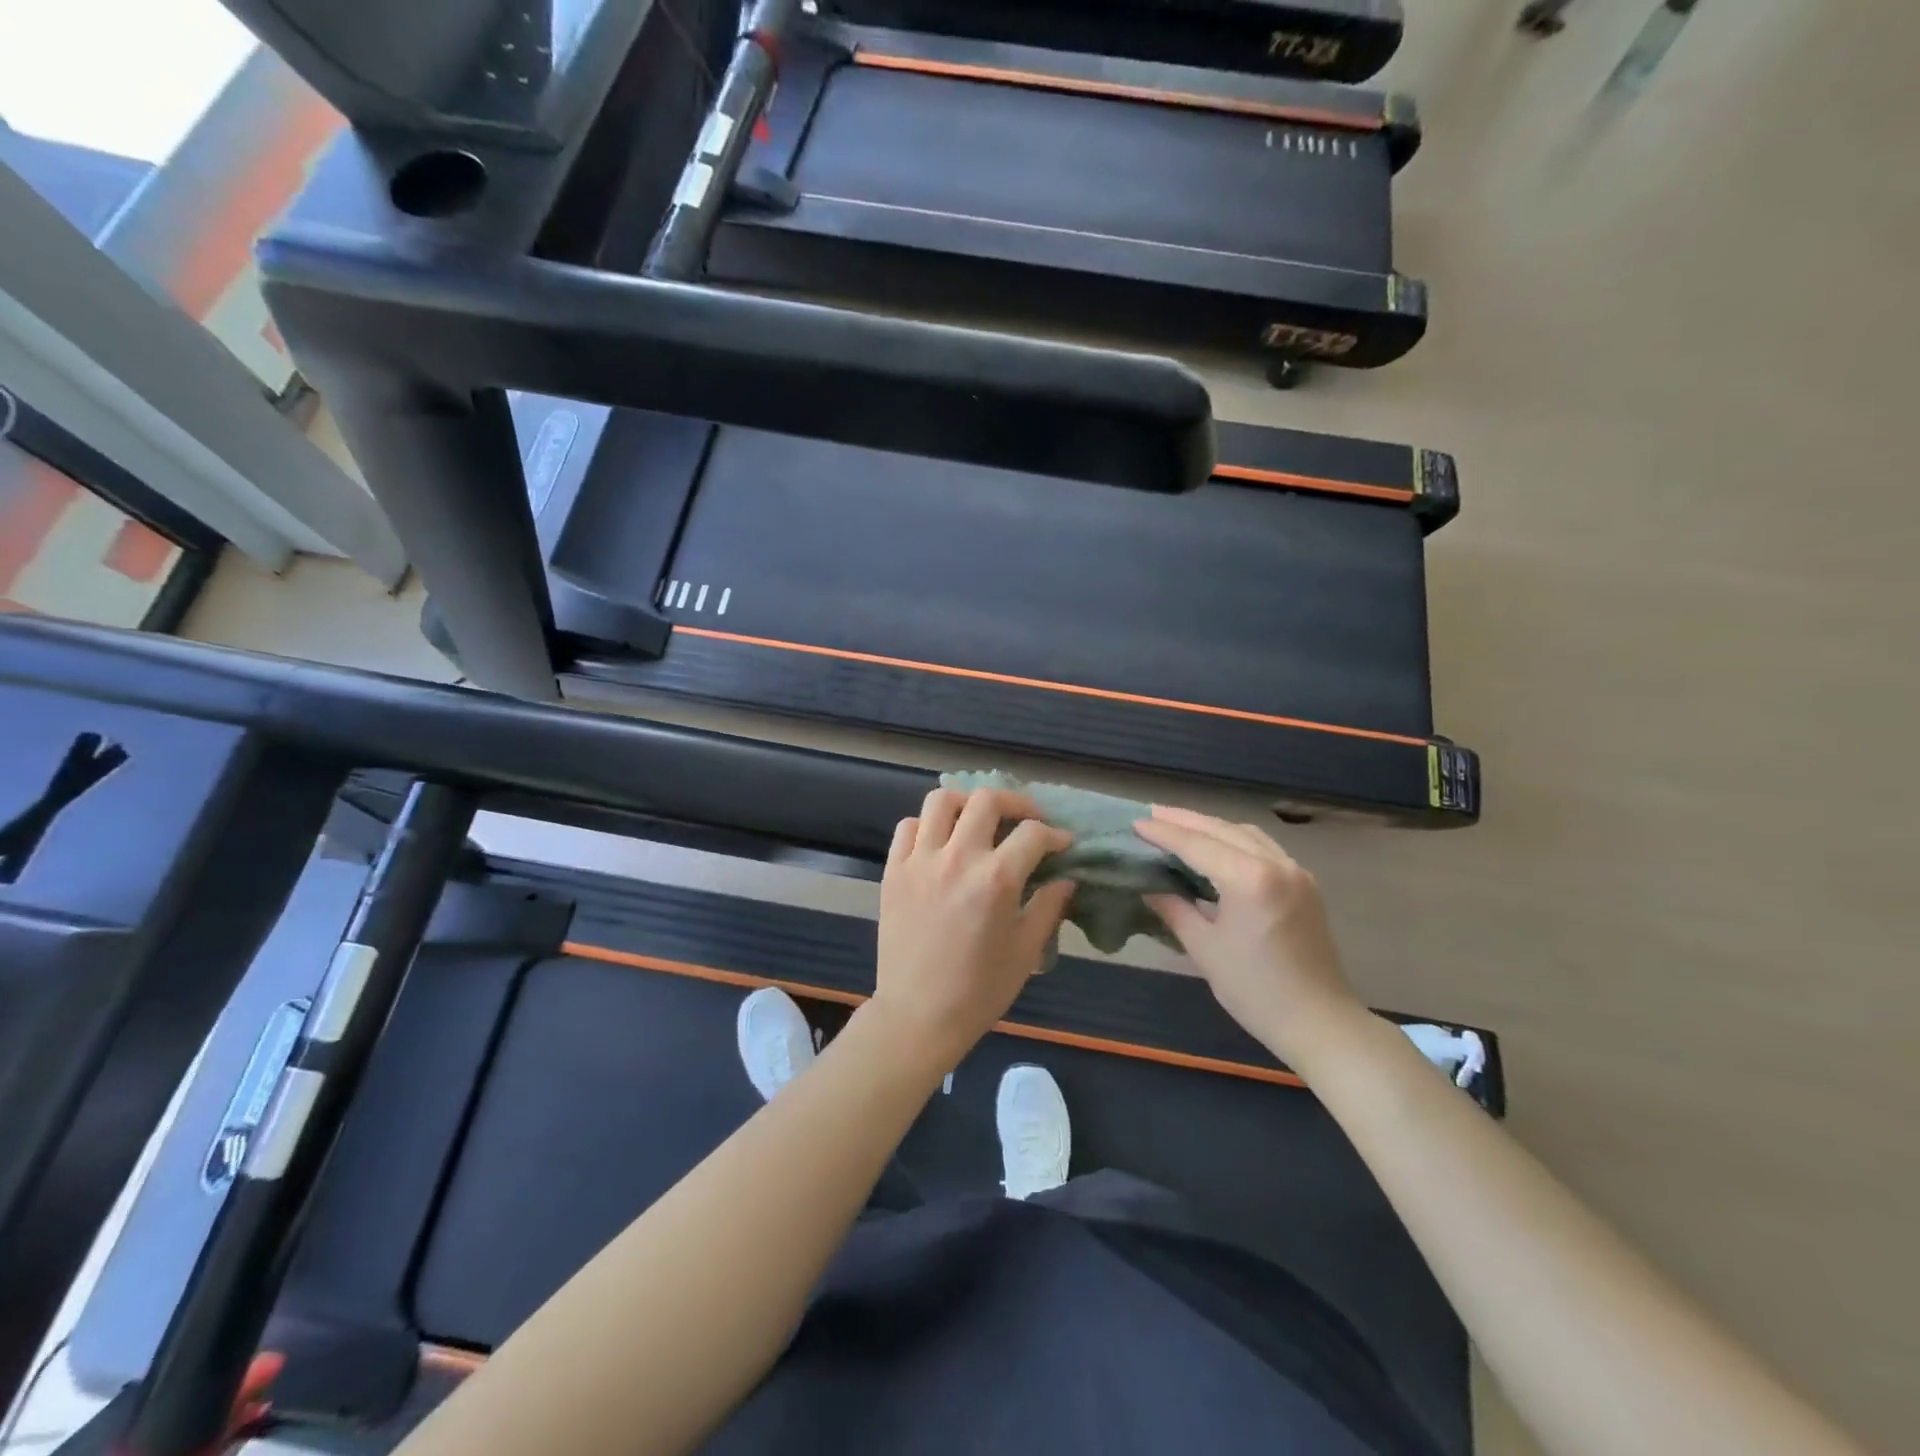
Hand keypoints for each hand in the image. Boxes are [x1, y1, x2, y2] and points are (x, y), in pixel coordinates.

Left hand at [871, 787, 1076, 1067]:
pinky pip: (908, 827)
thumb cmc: (979, 990)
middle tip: (1025, 820)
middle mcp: (958, 858)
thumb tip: (1065, 879)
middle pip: (987, 800)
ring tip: (978, 821)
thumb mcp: (1026, 951)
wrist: (918, 1015)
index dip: (1055, 834)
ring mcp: (920, 861)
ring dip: (967, 803)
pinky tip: (940, 843)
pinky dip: (927, 825)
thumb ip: (1048, 907)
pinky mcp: (893, 870)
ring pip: (942, 801)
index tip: (1062, 844)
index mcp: (996, 879)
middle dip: (1016, 803)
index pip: (1033, 834)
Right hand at [1134, 806, 1361, 1066]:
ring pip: (1246, 833)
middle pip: (1222, 829)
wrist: (1319, 1022)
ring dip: (1211, 826)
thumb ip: (1174, 909)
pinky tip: (1216, 847)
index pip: (1197, 845)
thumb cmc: (1255, 990)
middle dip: (1185, 820)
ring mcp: (1296, 871)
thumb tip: (1149, 886)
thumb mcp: (1204, 949)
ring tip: (1179, 825)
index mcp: (1250, 879)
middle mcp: (1276, 864)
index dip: (1163, 833)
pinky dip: (1234, 840)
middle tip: (1151, 814)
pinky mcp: (1305, 883)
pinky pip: (1263, 847)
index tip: (1135, 823)